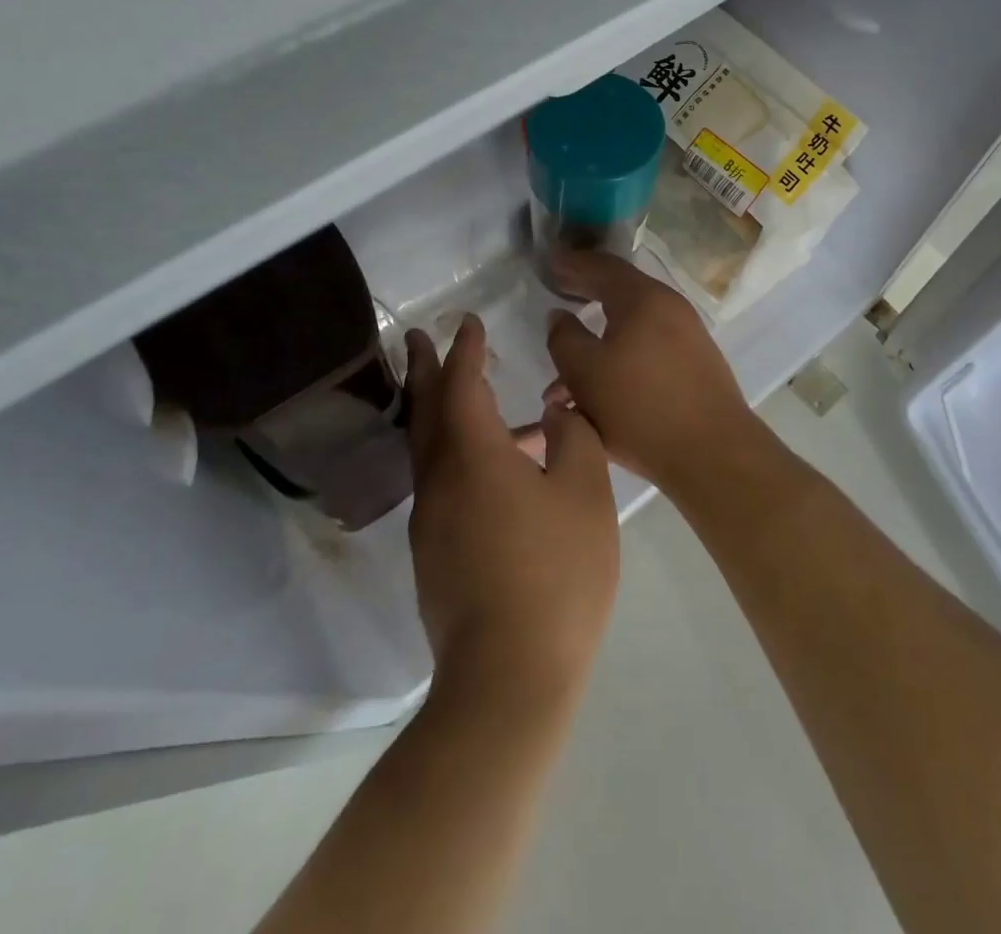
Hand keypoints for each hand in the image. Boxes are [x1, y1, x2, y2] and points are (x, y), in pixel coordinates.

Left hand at [405, 316, 619, 704]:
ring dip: (437, 411)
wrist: (509, 678)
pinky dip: (453, 454)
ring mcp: (431, 523)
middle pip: (425, 411)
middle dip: (423, 369)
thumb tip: (554, 413)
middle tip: (415, 337)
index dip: (465, 350)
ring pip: (428, 450)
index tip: (468, 322)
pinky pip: (440, 483)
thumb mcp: (585, 494)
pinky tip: (492, 470)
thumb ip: (573, 439)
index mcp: (473, 457)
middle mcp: (439, 482)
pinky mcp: (435, 556)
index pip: (461, 385)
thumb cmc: (556, 574)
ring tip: (468, 396)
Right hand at [543, 252, 758, 493]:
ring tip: (563, 374)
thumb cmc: (639, 406)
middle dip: (585, 293)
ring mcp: (687, 336)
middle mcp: (669, 307)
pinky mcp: (694, 365)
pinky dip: (619, 358)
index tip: (548, 263)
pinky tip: (598, 390)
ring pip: (631, 329)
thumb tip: (559, 315)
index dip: (571, 263)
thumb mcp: (584, 372)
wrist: (713, 453)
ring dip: (597, 341)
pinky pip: (647, 350)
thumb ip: (564, 338)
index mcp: (643, 298)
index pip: (602, 266)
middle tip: (558, 291)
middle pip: (619, 292)